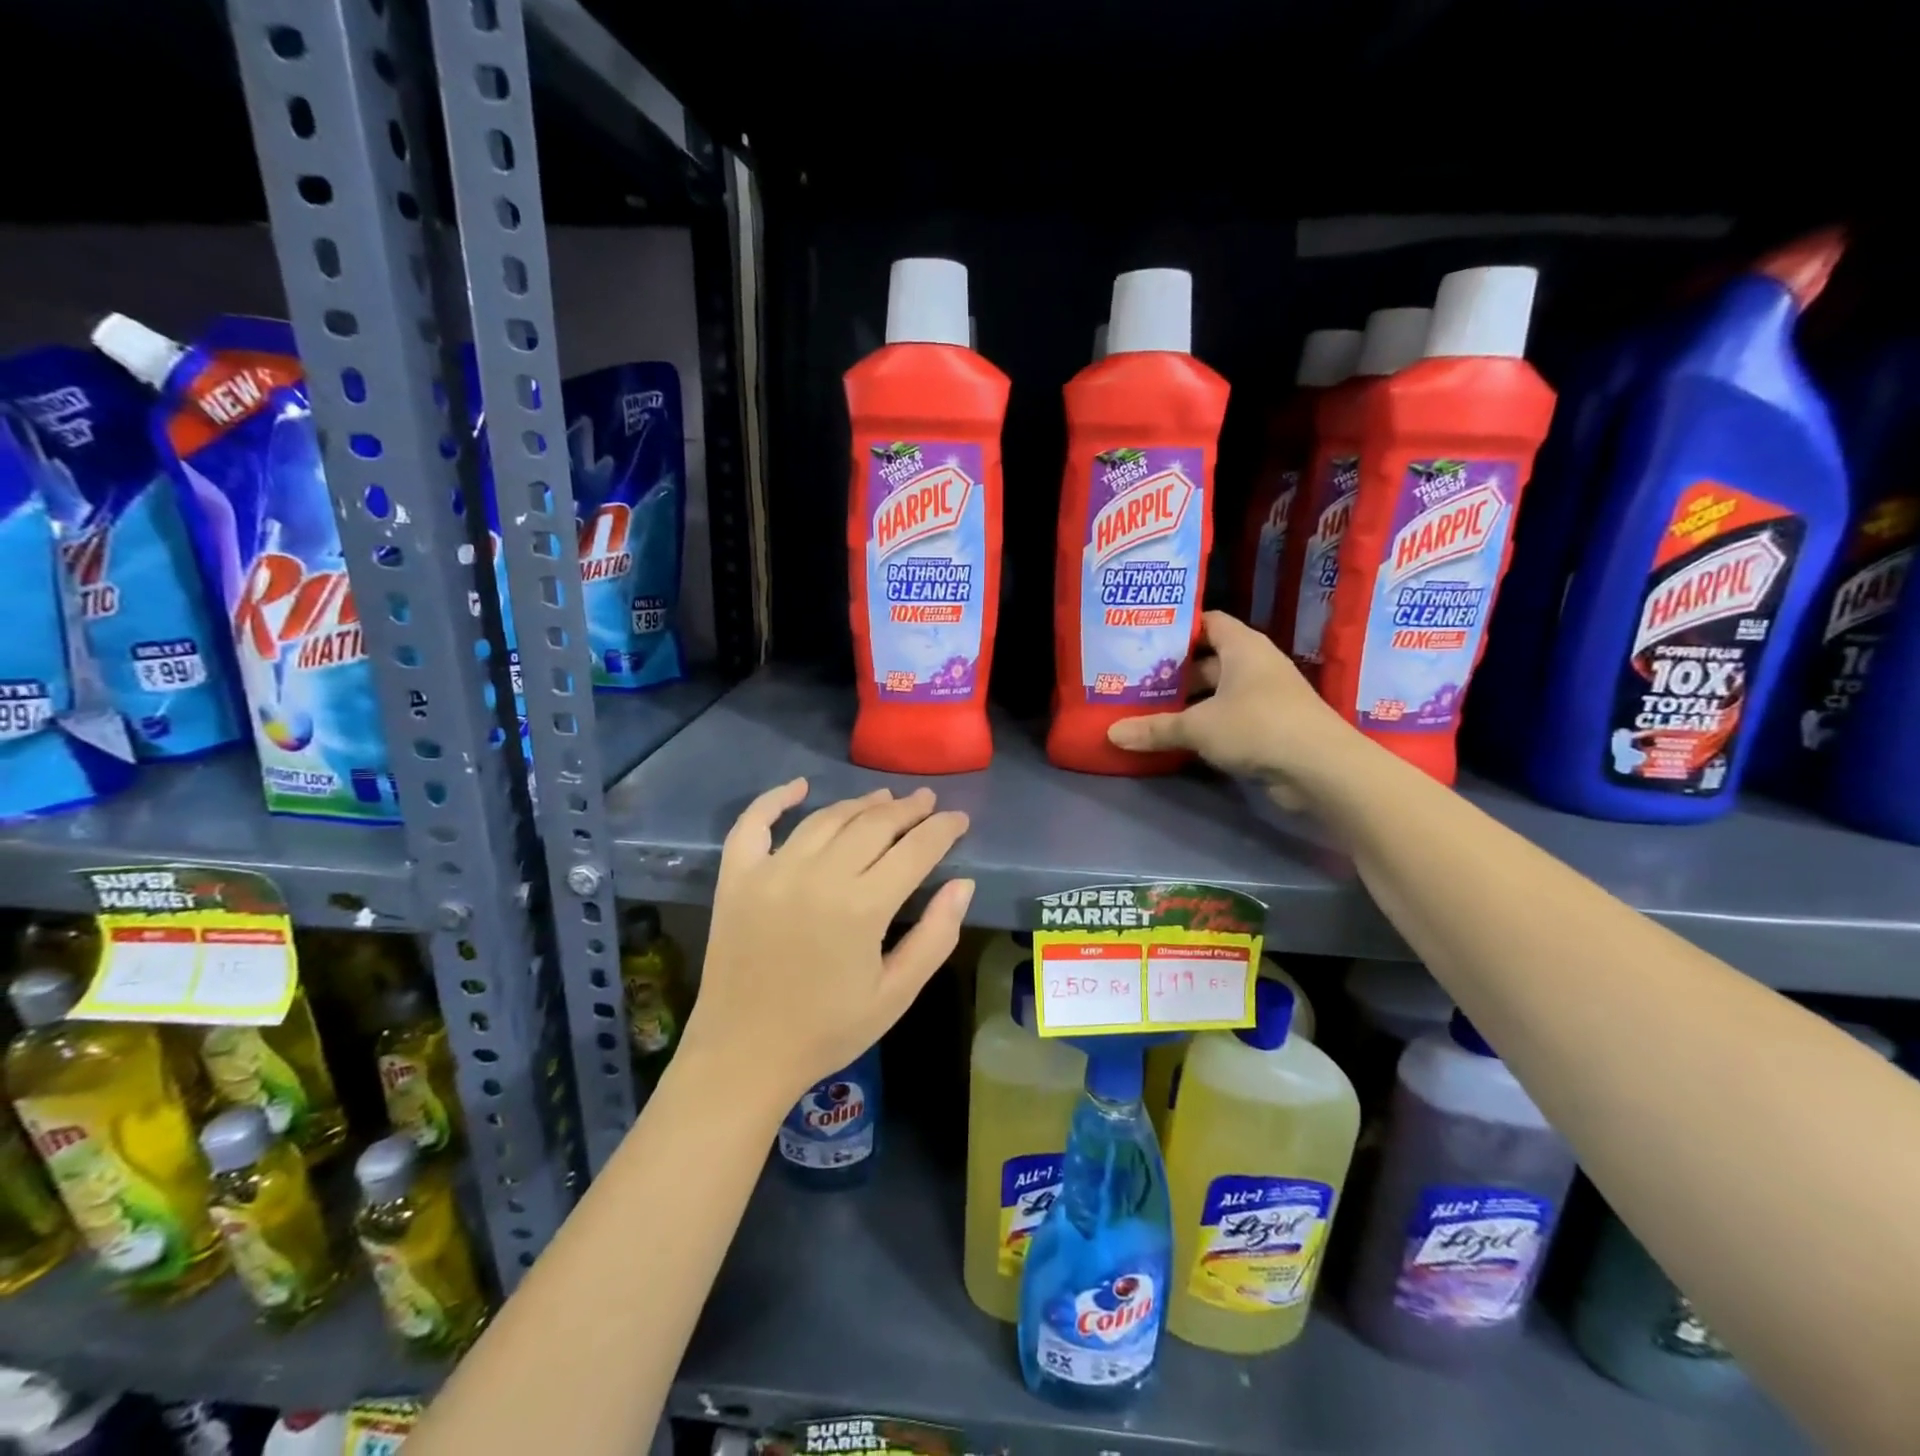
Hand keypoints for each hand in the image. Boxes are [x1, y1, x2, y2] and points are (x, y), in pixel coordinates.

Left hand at [685, 780, 973, 1109]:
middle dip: (908, 810)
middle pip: (874, 825)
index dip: (943, 830)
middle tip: (928, 802)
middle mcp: (818, 876)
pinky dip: (775, 798)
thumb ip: (935, 937)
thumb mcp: (896, 994)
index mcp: (862, 908)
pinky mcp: (736, 878)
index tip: (959, 819)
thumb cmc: (827, 1031)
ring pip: (826, 819)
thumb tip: (963, 884)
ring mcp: (772, 871)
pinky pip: (754, 823)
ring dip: (860, 804)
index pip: (915, 850)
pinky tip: (800, 786)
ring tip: (885, 799)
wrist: (744, 1056)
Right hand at [1106, 611, 1354, 808]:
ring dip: (1188, 702)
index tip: (1145, 637)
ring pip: (1217, 693)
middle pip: (1208, 660)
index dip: (1179, 628)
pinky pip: (1227, 718)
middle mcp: (1255, 666)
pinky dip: (1205, 725)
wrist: (1320, 769)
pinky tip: (1176, 736)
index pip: (1208, 622)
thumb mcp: (1198, 727)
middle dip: (1175, 671)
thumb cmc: (1257, 726)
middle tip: (1135, 678)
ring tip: (1147, 707)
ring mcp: (1264, 698)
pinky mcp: (1268, 728)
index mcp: (1243, 647)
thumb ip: (1155, 728)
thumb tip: (1112, 733)